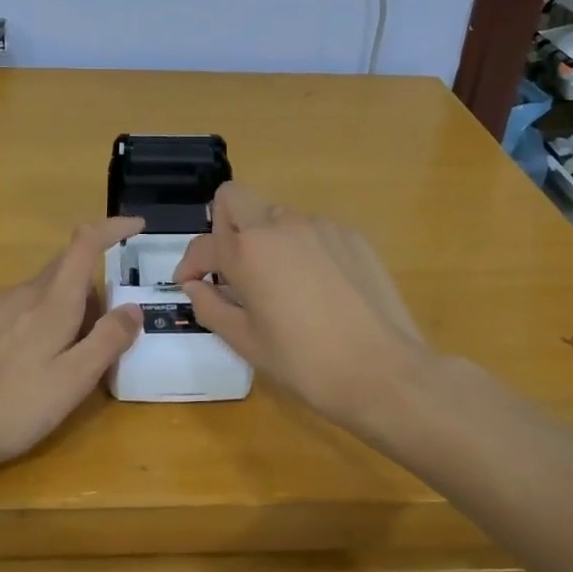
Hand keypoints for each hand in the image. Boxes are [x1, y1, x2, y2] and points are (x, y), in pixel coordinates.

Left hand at [0, 217, 143, 473]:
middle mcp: (17, 291)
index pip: (85, 244)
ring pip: (30, 296)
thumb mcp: (74, 382)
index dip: (112, 228)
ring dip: (48, 314)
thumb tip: (133, 308)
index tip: (134, 225)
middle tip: (90, 342)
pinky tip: (5, 365)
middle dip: (83, 296)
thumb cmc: (13, 408)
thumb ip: (108, 341)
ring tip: (44, 365)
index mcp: (51, 301)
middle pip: (61, 275)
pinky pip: (1, 312)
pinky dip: (17, 326)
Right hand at [173, 184, 433, 427]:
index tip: (190, 284)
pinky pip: (311, 230)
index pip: (204, 244)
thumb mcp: (246, 342)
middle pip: (235, 199)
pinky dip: (300, 249)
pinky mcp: (351, 235)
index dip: (189, 264)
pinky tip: (316, 288)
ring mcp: (320, 225)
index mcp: (248, 251)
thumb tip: (194, 285)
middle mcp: (281, 225)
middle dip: (222, 227)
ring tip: (279, 285)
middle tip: (232, 269)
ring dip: (264, 240)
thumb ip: (210, 306)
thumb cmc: (305, 363)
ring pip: (275, 217)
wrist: (383, 372)